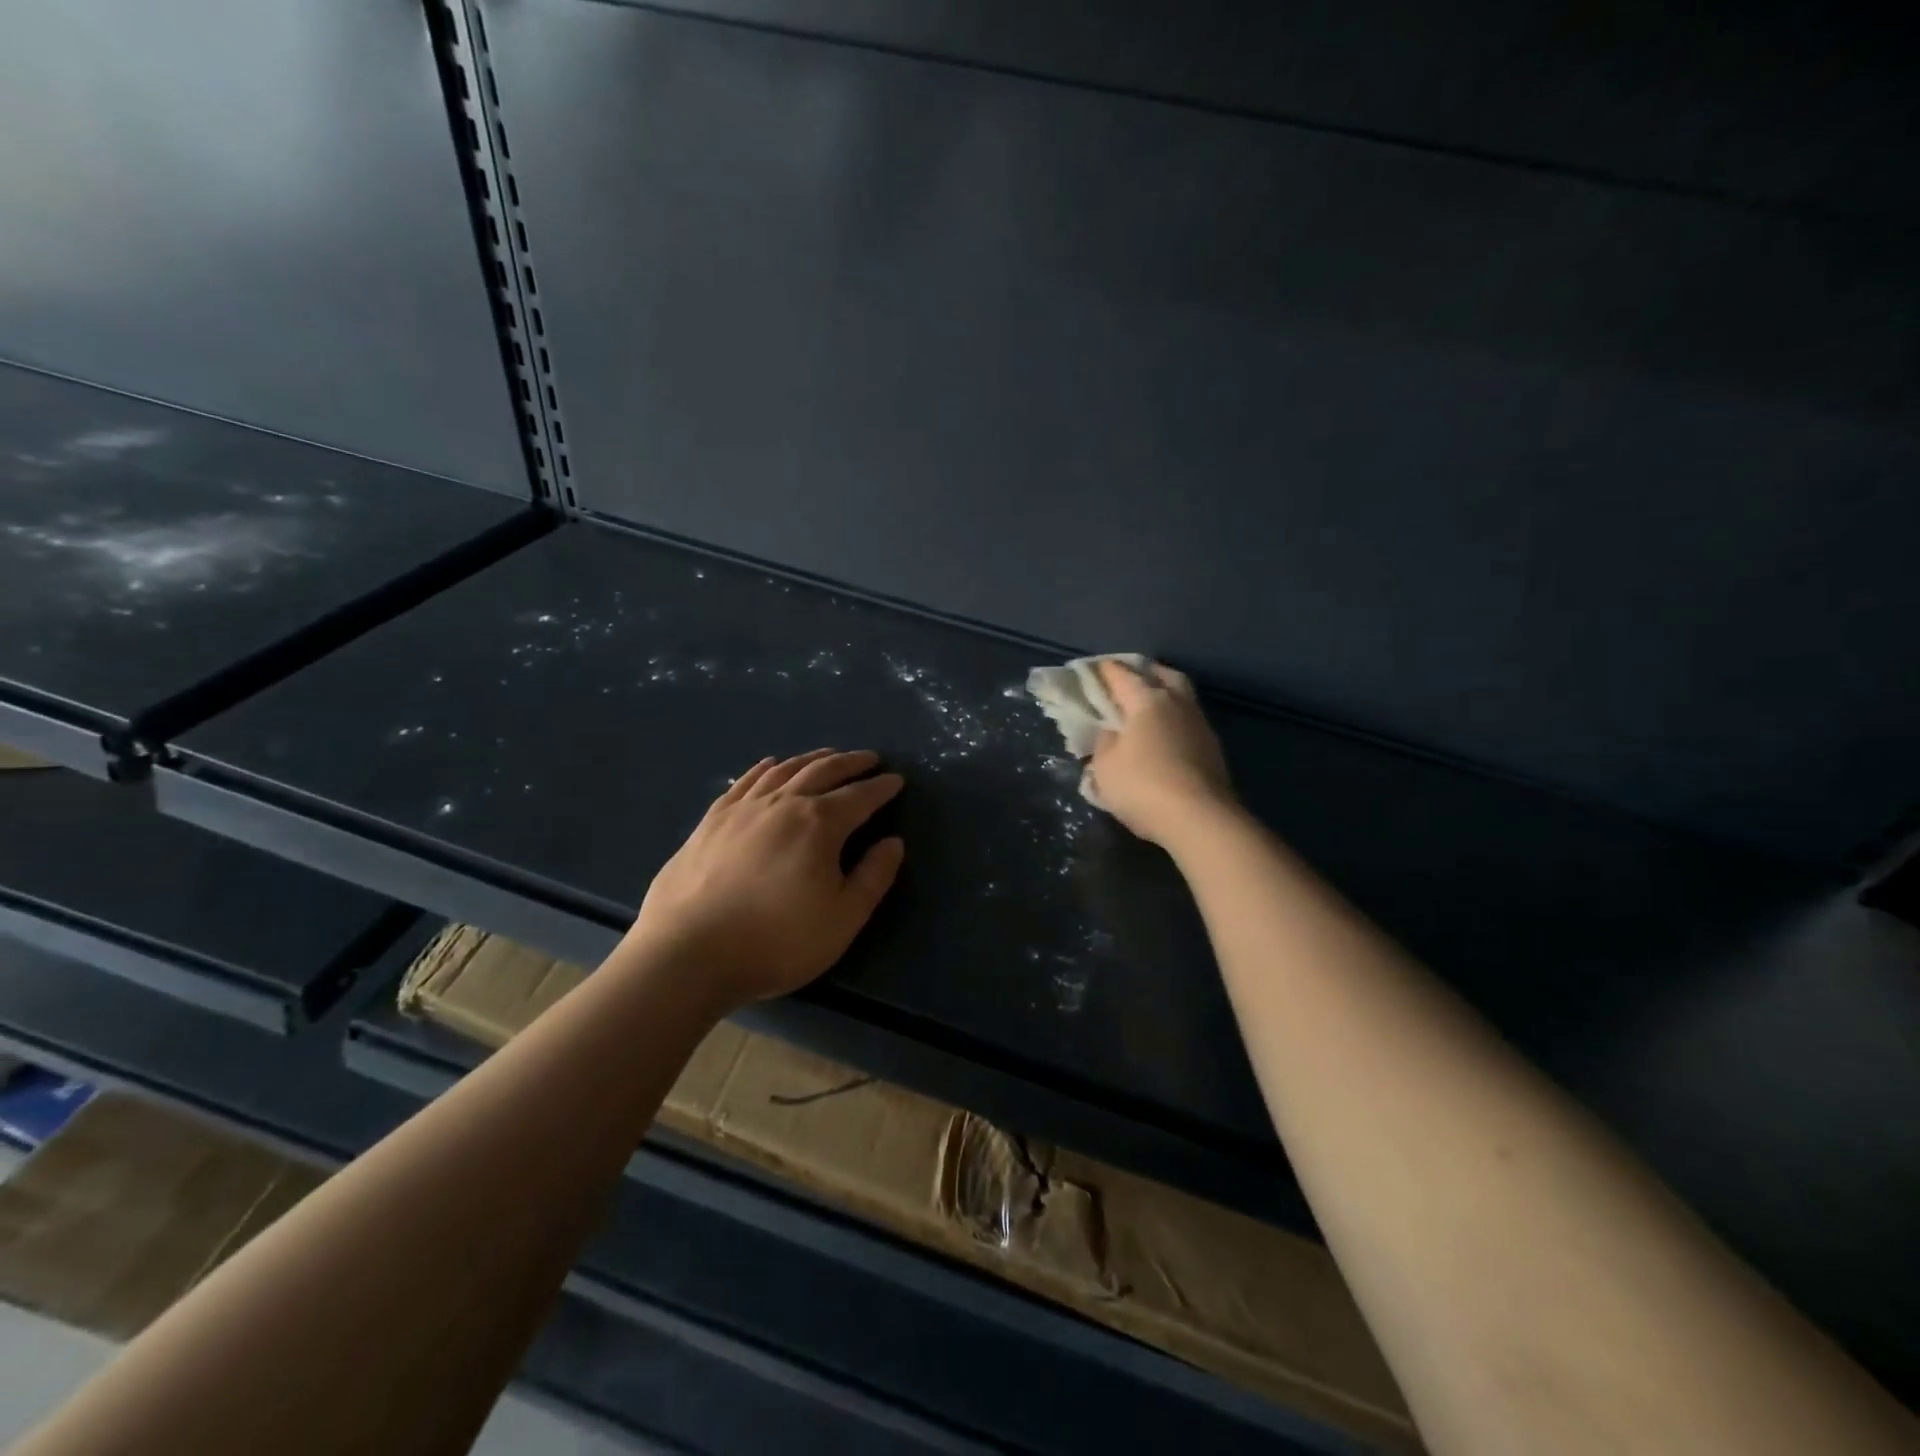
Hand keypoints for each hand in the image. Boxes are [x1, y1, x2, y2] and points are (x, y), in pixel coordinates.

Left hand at [627, 749, 905, 1009]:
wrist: (688, 954)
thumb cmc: (777, 941)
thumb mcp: (842, 919)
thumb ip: (873, 877)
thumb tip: (893, 843)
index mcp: (819, 824)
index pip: (860, 797)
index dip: (881, 788)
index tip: (897, 780)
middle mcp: (783, 804)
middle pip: (823, 772)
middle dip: (851, 763)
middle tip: (869, 759)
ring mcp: (742, 809)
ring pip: (784, 770)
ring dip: (812, 759)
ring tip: (828, 756)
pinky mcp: (711, 821)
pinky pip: (745, 782)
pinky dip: (765, 768)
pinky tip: (771, 765)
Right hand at [1087, 660, 1235, 846]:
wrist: (1200, 819)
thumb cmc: (1143, 787)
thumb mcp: (1105, 766)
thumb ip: (1104, 742)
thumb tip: (1110, 732)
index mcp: (1147, 700)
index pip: (1121, 675)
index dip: (1103, 671)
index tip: (1090, 670)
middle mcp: (1177, 703)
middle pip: (1162, 675)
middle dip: (1144, 672)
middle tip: (1127, 680)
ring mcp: (1199, 725)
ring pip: (1181, 697)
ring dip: (1164, 696)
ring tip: (1145, 710)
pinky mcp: (1212, 748)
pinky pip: (1188, 721)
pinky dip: (1174, 721)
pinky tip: (1163, 736)